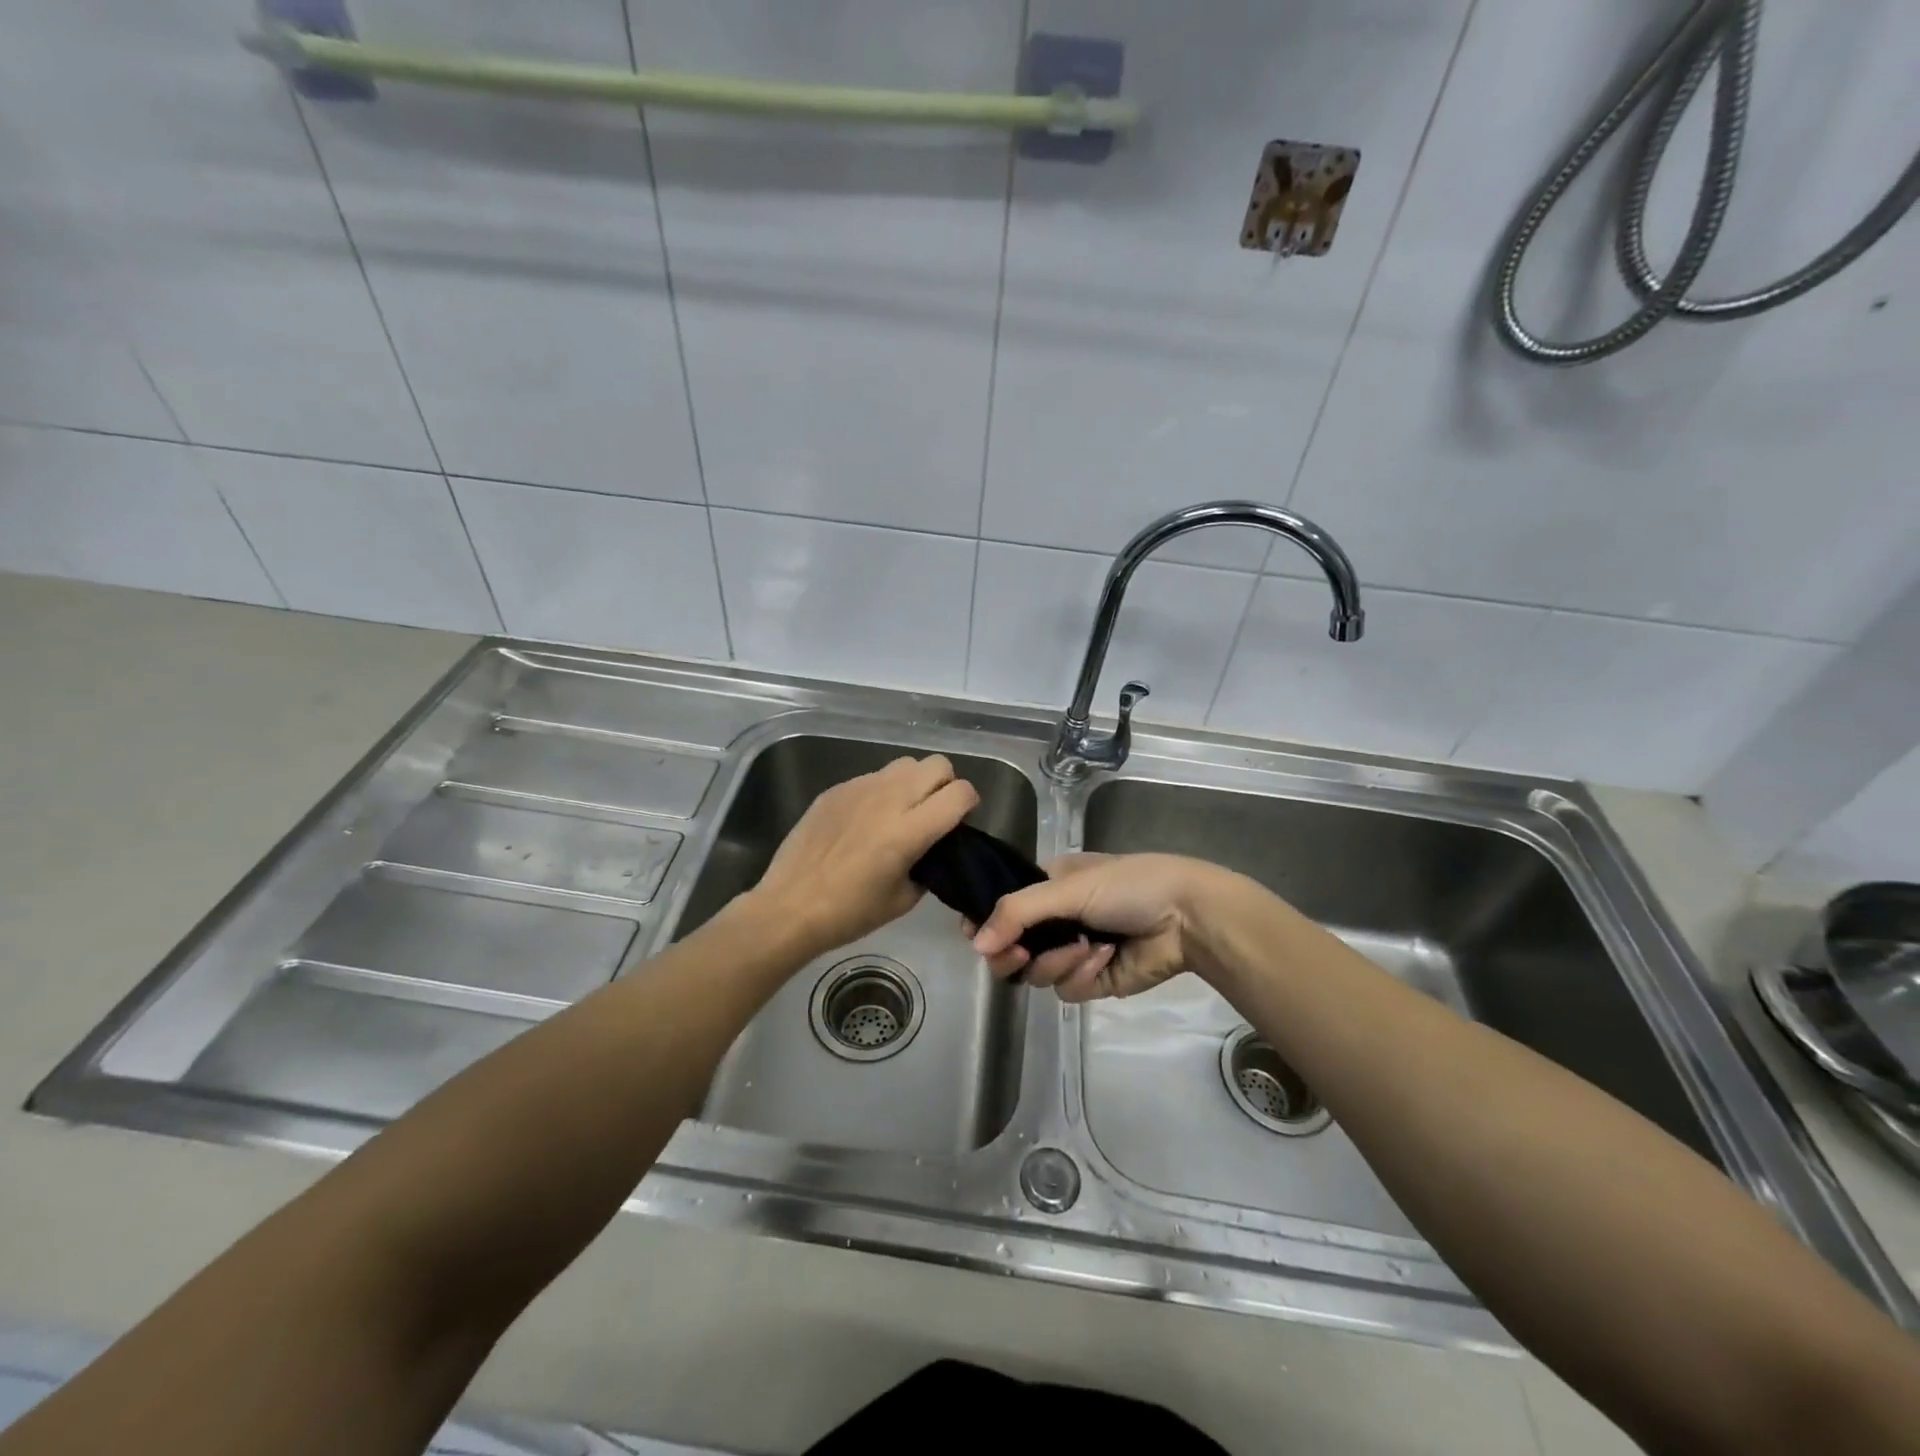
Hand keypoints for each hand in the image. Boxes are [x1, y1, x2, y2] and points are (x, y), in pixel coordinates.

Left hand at [749, 754, 978, 957]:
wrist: (790, 907)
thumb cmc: (850, 913)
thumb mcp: (903, 899)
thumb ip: (928, 866)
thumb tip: (932, 849)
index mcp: (910, 830)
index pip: (960, 792)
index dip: (969, 803)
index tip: (960, 821)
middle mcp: (889, 799)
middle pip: (937, 764)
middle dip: (945, 784)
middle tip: (934, 812)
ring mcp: (859, 788)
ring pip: (904, 764)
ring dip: (913, 783)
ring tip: (900, 812)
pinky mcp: (836, 789)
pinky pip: (872, 777)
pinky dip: (881, 792)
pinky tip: (864, 821)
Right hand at [966, 852, 1229, 1001]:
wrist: (1187, 918)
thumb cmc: (1128, 886)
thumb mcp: (1069, 887)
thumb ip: (1017, 911)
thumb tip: (975, 944)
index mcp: (1047, 887)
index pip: (1001, 908)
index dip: (985, 924)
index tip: (976, 935)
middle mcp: (1055, 920)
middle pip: (1010, 949)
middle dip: (1012, 952)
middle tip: (1018, 953)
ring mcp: (1073, 952)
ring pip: (1036, 973)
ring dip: (1059, 961)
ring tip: (1087, 946)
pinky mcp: (1093, 981)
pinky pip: (1067, 989)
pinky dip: (1083, 975)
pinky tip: (1107, 958)